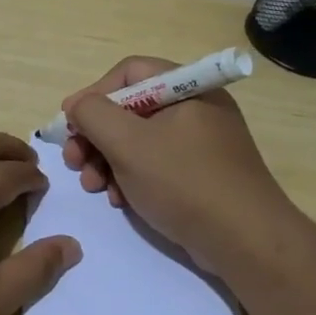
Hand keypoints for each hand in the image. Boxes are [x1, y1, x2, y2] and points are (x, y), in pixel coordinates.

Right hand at [61, 56, 295, 273]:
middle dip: (95, 135)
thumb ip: (93, 114)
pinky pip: (156, 164)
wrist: (246, 242)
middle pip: (130, 108)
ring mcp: (200, 143)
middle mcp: (195, 108)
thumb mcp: (128, 143)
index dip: (94, 94)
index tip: (70, 125)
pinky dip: (131, 177)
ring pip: (138, 140)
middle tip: (74, 161)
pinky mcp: (200, 174)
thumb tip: (77, 106)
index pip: (128, 73)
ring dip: (107, 160)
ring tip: (93, 186)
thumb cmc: (184, 182)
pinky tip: (120, 200)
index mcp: (186, 88)